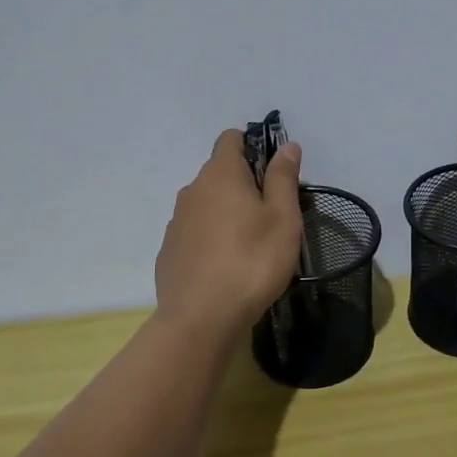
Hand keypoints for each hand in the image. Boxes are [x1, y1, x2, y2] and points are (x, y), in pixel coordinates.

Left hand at [155, 129, 305, 337]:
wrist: (202, 318)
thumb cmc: (252, 261)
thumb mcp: (282, 218)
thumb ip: (283, 178)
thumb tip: (286, 146)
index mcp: (221, 175)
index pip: (231, 139)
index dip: (253, 145)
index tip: (274, 171)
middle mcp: (192, 190)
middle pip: (220, 173)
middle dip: (245, 184)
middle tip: (273, 215)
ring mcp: (176, 221)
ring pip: (207, 204)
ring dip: (227, 213)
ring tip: (252, 244)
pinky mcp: (169, 251)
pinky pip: (195, 232)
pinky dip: (211, 238)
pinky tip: (227, 265)